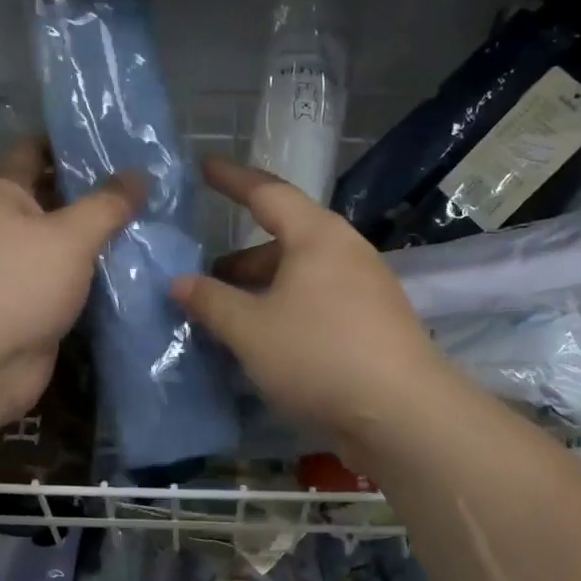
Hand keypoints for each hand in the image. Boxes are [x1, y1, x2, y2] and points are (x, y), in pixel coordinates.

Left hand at [0, 136, 144, 435]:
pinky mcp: (35, 301)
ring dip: (101, 233)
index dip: (70, 140)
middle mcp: (6, 224)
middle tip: (149, 181)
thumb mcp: (70, 235)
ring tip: (154, 217)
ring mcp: (19, 266)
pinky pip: (71, 276)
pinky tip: (137, 262)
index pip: (34, 149)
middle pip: (54, 195)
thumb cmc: (18, 283)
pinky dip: (97, 270)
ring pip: (66, 239)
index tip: (116, 138)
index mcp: (1, 193)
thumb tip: (141, 174)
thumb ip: (108, 203)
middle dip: (96, 189)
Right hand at [171, 158, 451, 453]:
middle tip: (204, 274)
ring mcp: (365, 286)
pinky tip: (266, 339)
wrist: (402, 413)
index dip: (232, 180)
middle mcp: (345, 250)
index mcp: (317, 235)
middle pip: (285, 238)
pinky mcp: (373, 321)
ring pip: (301, 274)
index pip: (267, 192)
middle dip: (241, 256)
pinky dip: (285, 308)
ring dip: (262, 287)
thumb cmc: (319, 354)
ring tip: (228, 314)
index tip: (204, 167)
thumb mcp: (250, 329)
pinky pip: (318, 300)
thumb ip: (210, 301)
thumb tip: (178, 282)